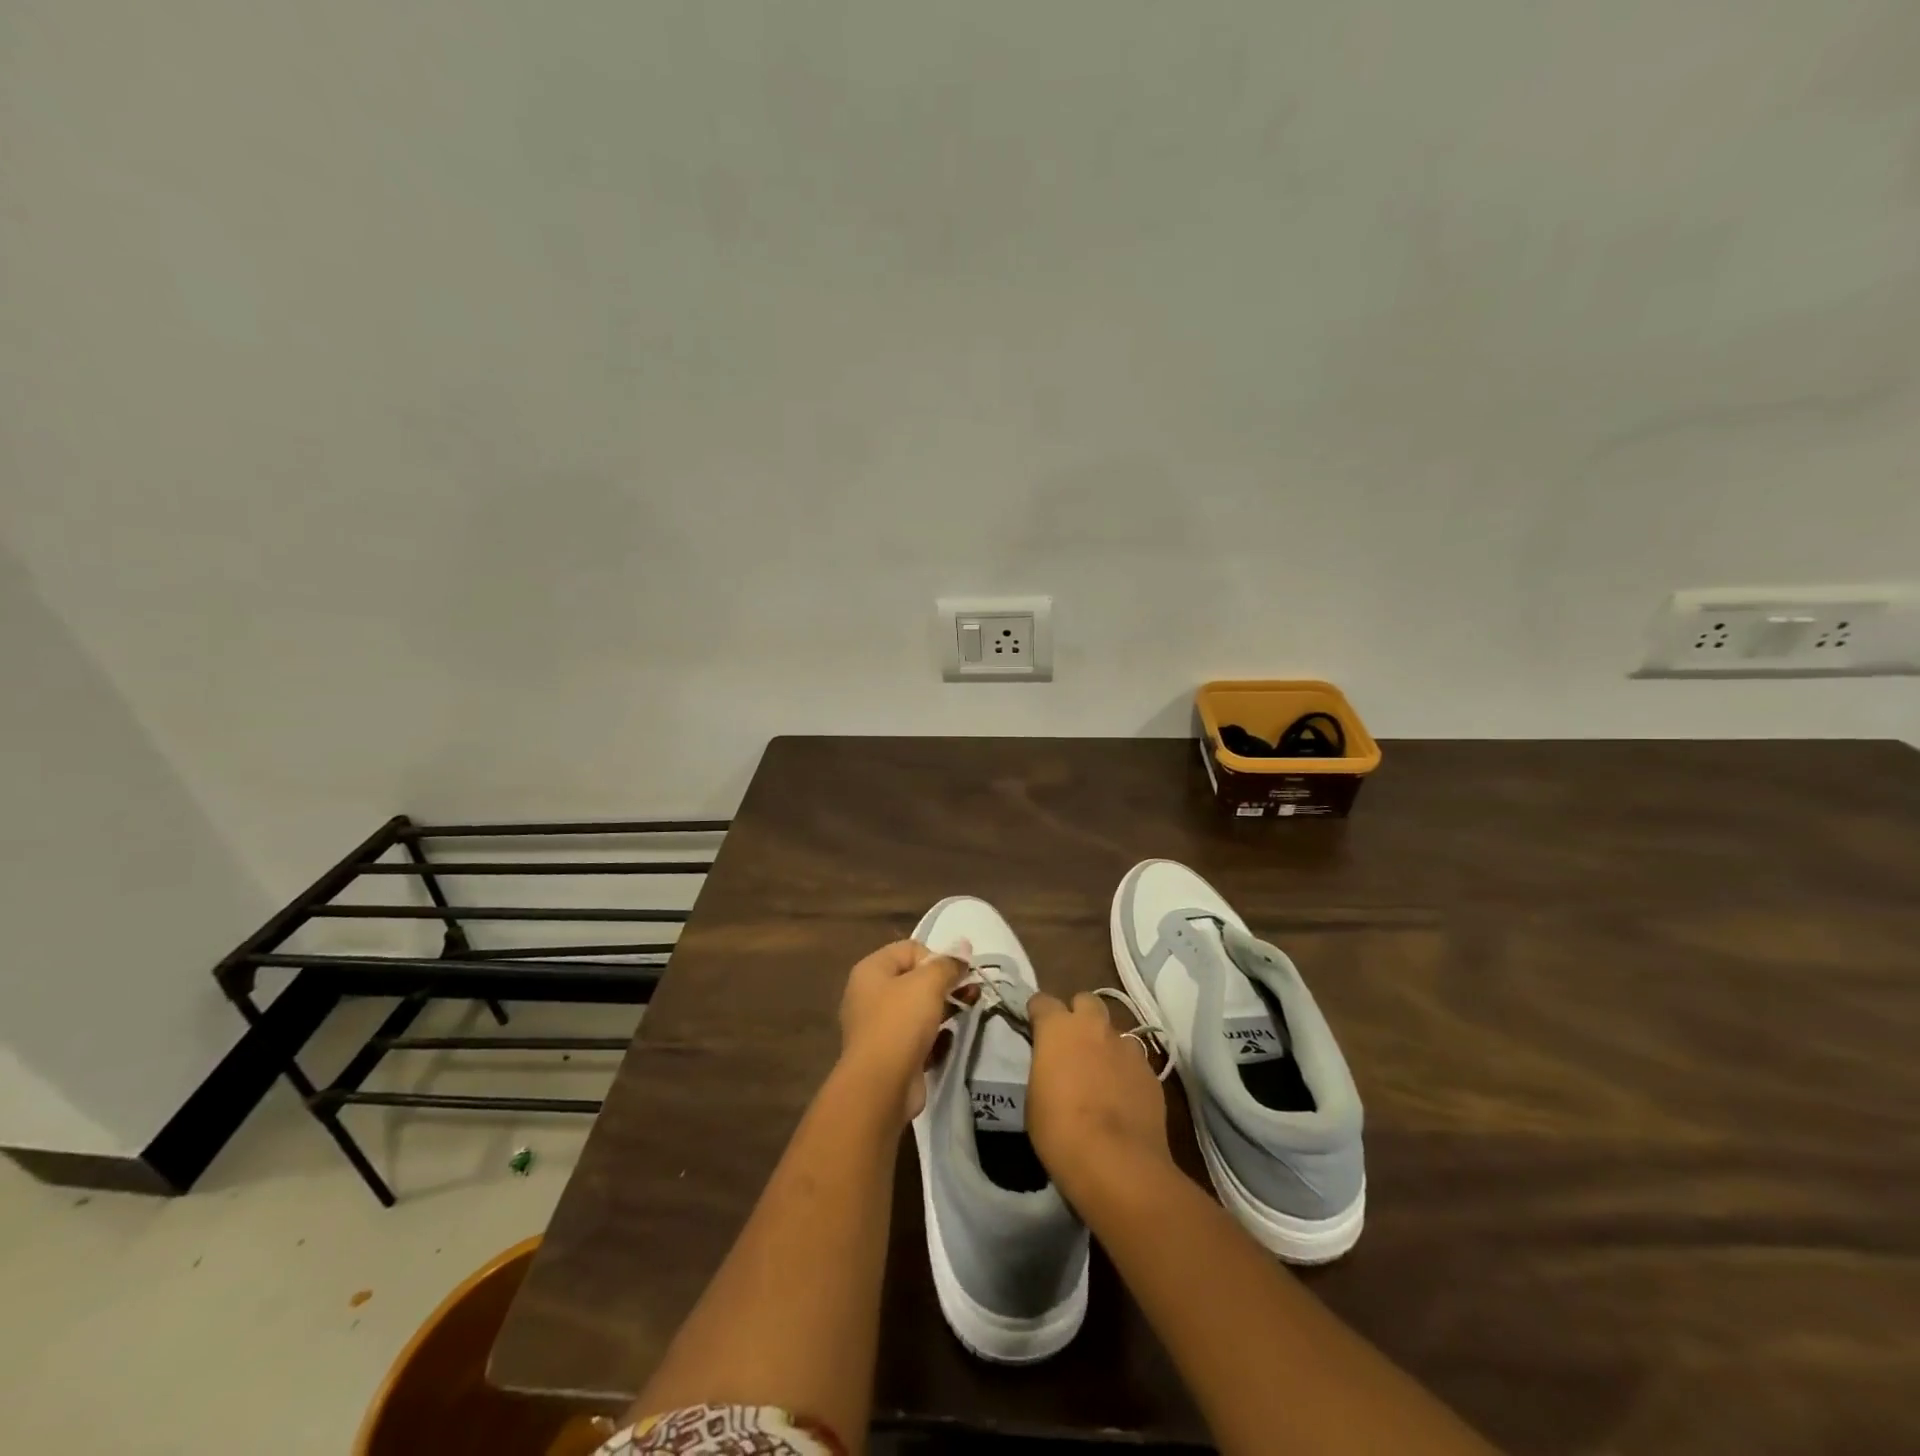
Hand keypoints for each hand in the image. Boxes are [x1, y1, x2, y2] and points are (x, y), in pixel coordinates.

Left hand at [838, 939, 965, 1121]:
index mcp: (872, 970)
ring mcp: (878, 1027)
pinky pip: (917, 1037)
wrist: (881, 1086)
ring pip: (918, 1009)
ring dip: (945, 1008)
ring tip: (969, 1010)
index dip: (936, 958)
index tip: (955, 975)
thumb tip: (964, 945)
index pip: (910, 949)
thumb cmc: (901, 1022)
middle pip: (914, 979)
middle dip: (945, 984)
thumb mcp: (928, 984)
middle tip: (971, 991)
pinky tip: (949, 1041)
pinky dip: (934, 1037)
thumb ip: (948, 964)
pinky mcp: (890, 1055)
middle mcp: (870, 995)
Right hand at [1026, 992, 1171, 1203]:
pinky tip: (1123, 1096)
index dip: (1038, 1013)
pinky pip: (1134, 1060)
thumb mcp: (1035, 1098)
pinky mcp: (1151, 1071)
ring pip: (1114, 1031)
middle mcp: (1094, 1027)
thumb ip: (1044, 1068)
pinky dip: (1126, 1070)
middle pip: (1086, 1001)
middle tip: (1072, 1043)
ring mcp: (1126, 1047)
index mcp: (1058, 1028)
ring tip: (1101, 1073)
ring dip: (1105, 1044)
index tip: (1035, 1028)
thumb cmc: (1060, 1131)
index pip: (1043, 1001)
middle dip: (1078, 1015)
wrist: (1116, 1163)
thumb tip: (1053, 1065)